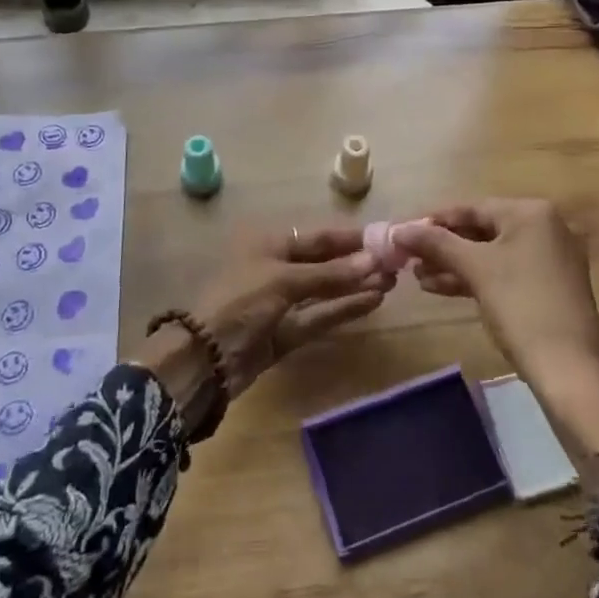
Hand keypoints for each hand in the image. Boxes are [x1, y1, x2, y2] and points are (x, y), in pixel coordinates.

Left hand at [135, 225, 390, 420]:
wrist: (202, 360)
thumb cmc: (239, 302)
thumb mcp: (283, 281)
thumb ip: (330, 274)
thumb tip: (375, 262)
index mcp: (268, 244)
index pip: (318, 237)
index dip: (350, 239)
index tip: (384, 238)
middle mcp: (276, 268)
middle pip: (324, 263)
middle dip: (357, 264)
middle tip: (396, 264)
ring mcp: (281, 302)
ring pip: (325, 291)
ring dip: (355, 287)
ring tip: (392, 282)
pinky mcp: (286, 332)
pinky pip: (320, 316)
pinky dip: (344, 309)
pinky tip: (372, 302)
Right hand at [393, 200, 598, 492]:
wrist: (570, 371)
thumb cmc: (522, 307)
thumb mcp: (475, 269)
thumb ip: (435, 243)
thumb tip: (398, 229)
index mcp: (531, 213)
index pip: (471, 207)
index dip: (434, 221)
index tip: (402, 234)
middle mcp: (545, 227)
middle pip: (481, 229)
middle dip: (443, 246)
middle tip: (408, 258)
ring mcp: (550, 258)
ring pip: (491, 254)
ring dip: (454, 264)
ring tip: (417, 277)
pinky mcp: (549, 286)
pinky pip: (504, 272)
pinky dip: (475, 278)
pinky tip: (441, 288)